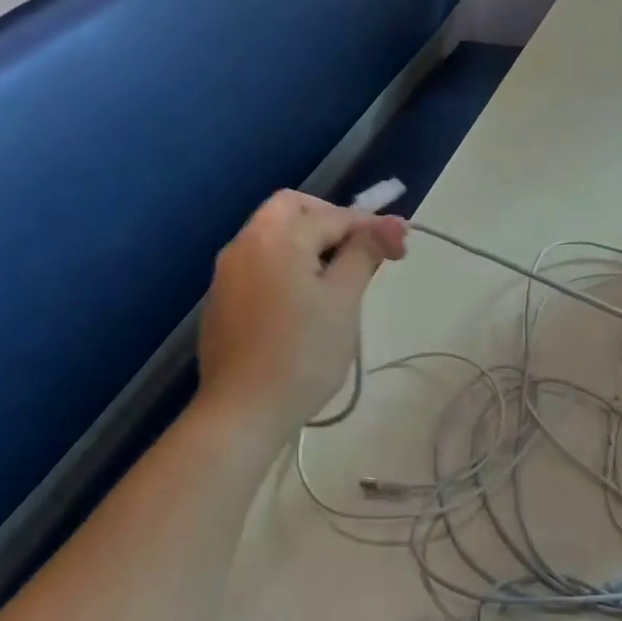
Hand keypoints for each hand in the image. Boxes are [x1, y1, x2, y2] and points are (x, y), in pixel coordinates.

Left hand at [195, 191, 407, 438]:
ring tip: (339, 277)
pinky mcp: (221, 299)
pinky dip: (286, 263)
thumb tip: (393, 223)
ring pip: (272, 234)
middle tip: (361, 251)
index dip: (371, 227)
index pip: (333, 216)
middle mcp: (245, 243)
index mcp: (278, 238)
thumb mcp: (344, 300)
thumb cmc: (303, 354)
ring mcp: (227, 272)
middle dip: (331, 220)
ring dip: (308, 241)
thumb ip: (365, 253)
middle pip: (292, 208)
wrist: (242, 411)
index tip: (401, 247)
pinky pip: (259, 262)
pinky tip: (303, 300)